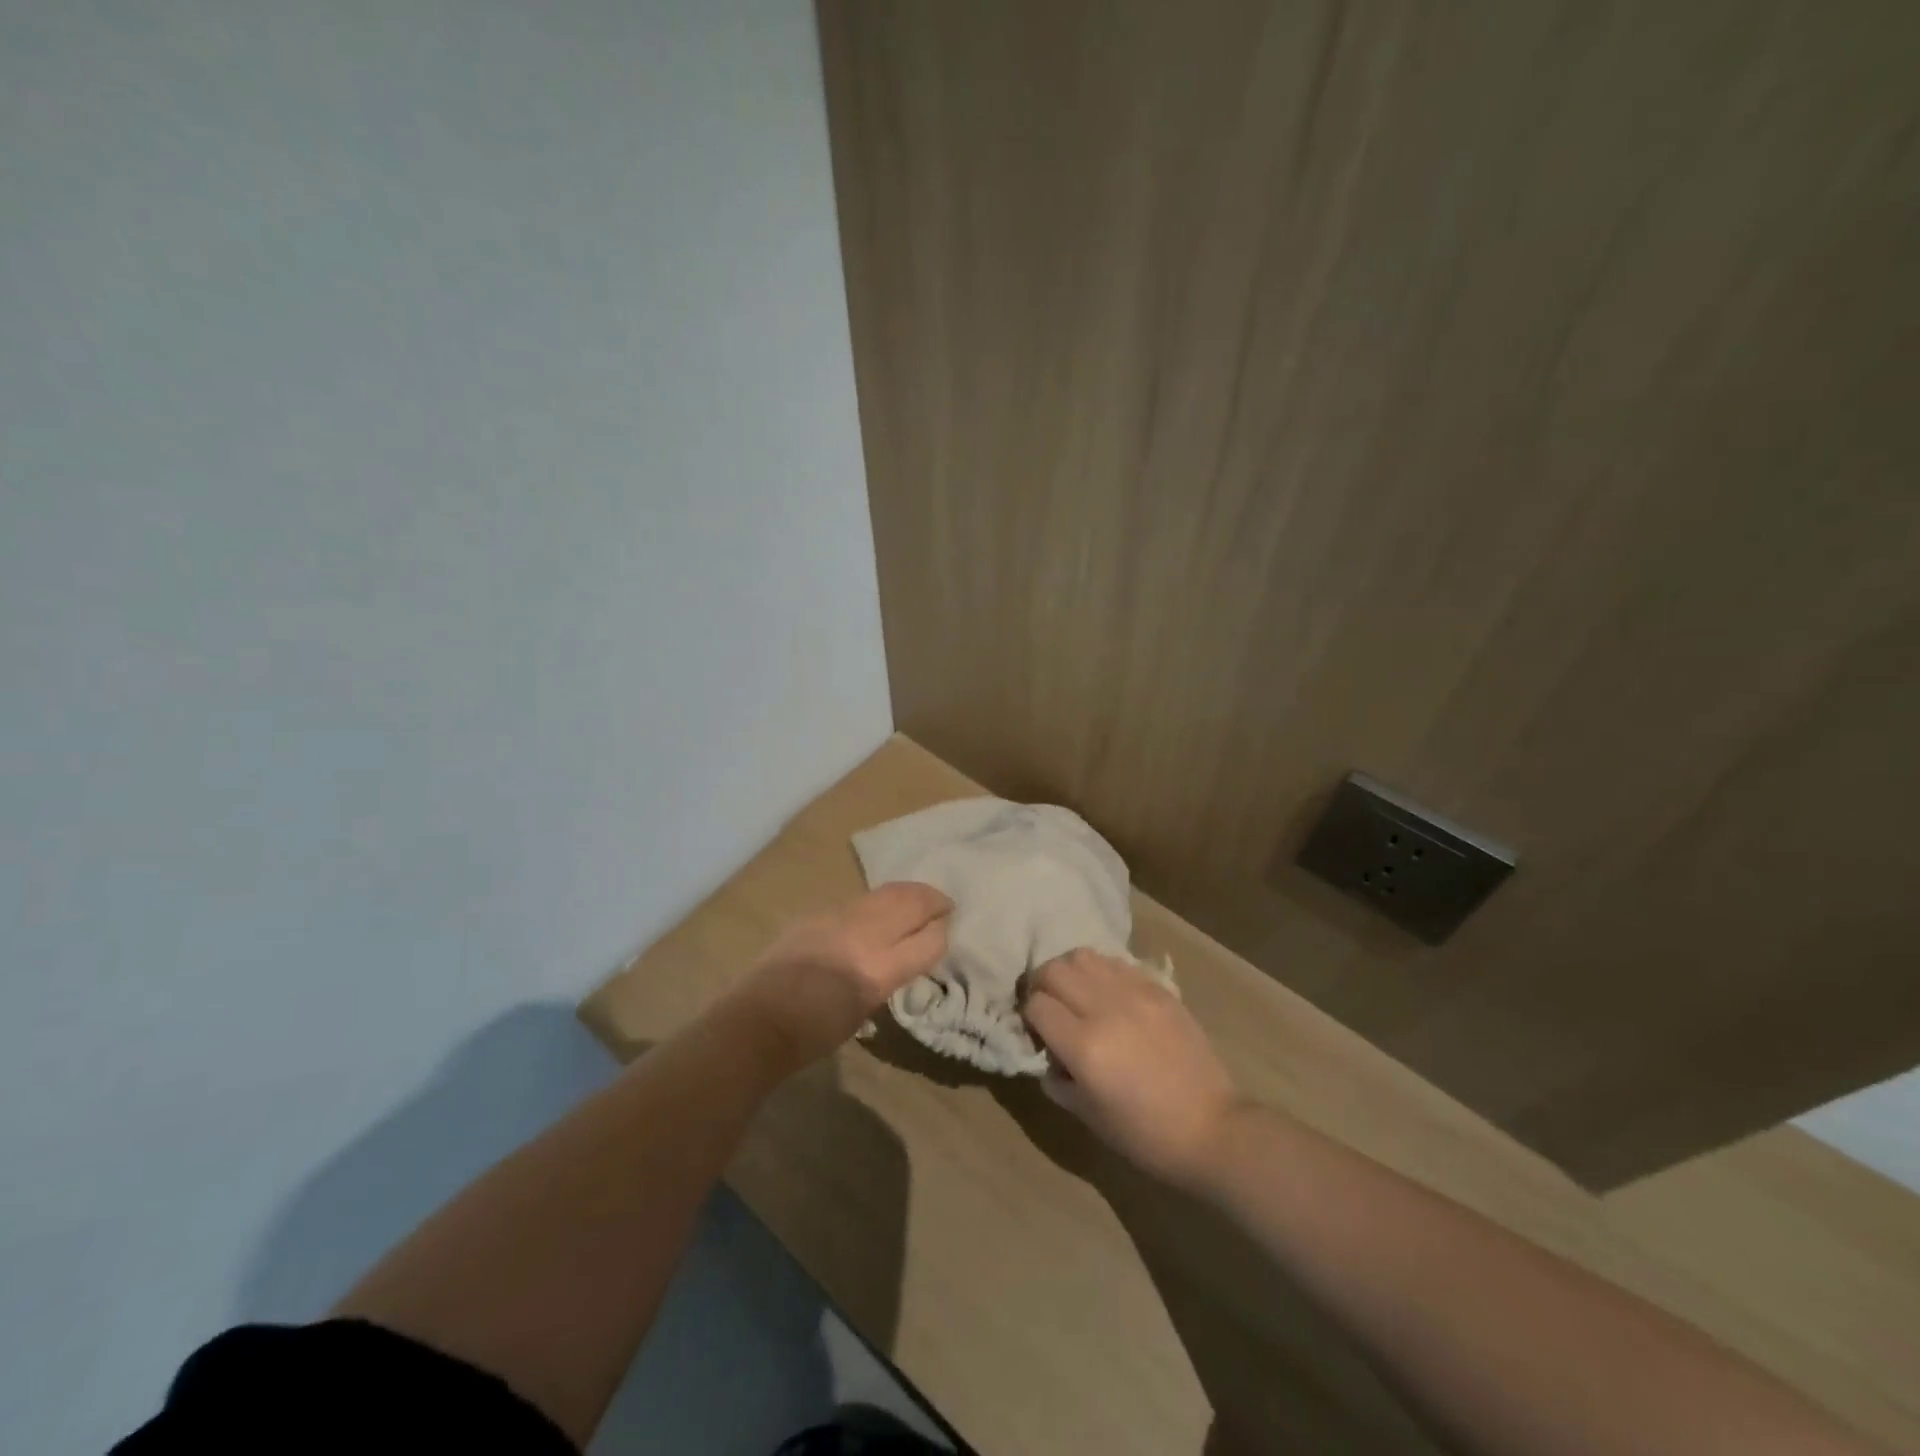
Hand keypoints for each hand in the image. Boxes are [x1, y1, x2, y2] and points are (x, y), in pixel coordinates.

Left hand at [733, 883, 952, 1068]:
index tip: (948, 930)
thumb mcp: (865, 1009)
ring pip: (886, 893)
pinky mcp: (818, 913)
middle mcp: (864, 936)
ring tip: (919, 899)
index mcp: (878, 970)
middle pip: (911, 903)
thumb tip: (906, 953)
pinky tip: (877, 911)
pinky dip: (878, 903)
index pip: (929, 940)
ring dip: (909, 893)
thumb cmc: (814, 1034)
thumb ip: (890, 975)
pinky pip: (859, 901)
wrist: (758, 1021)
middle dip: (933, 901)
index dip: (942, 933)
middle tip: (945, 905)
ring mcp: (839, 918)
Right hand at [1023, 949, 1239, 1187]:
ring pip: (1082, 956)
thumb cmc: (1145, 1134)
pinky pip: (1116, 963)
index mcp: (1085, 1046)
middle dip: (1041, 985)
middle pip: (1054, 970)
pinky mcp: (1158, 988)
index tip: (1036, 1032)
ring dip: (1069, 971)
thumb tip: (1046, 1053)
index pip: (1036, 1005)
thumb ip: (1057, 1079)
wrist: (1212, 1128)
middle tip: (1048, 1006)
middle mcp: (1106, 1008)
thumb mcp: (1088, 1115)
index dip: (1029, 1017)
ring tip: (1075, 993)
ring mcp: (1135, 993)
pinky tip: (1107, 994)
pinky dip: (1101, 972)